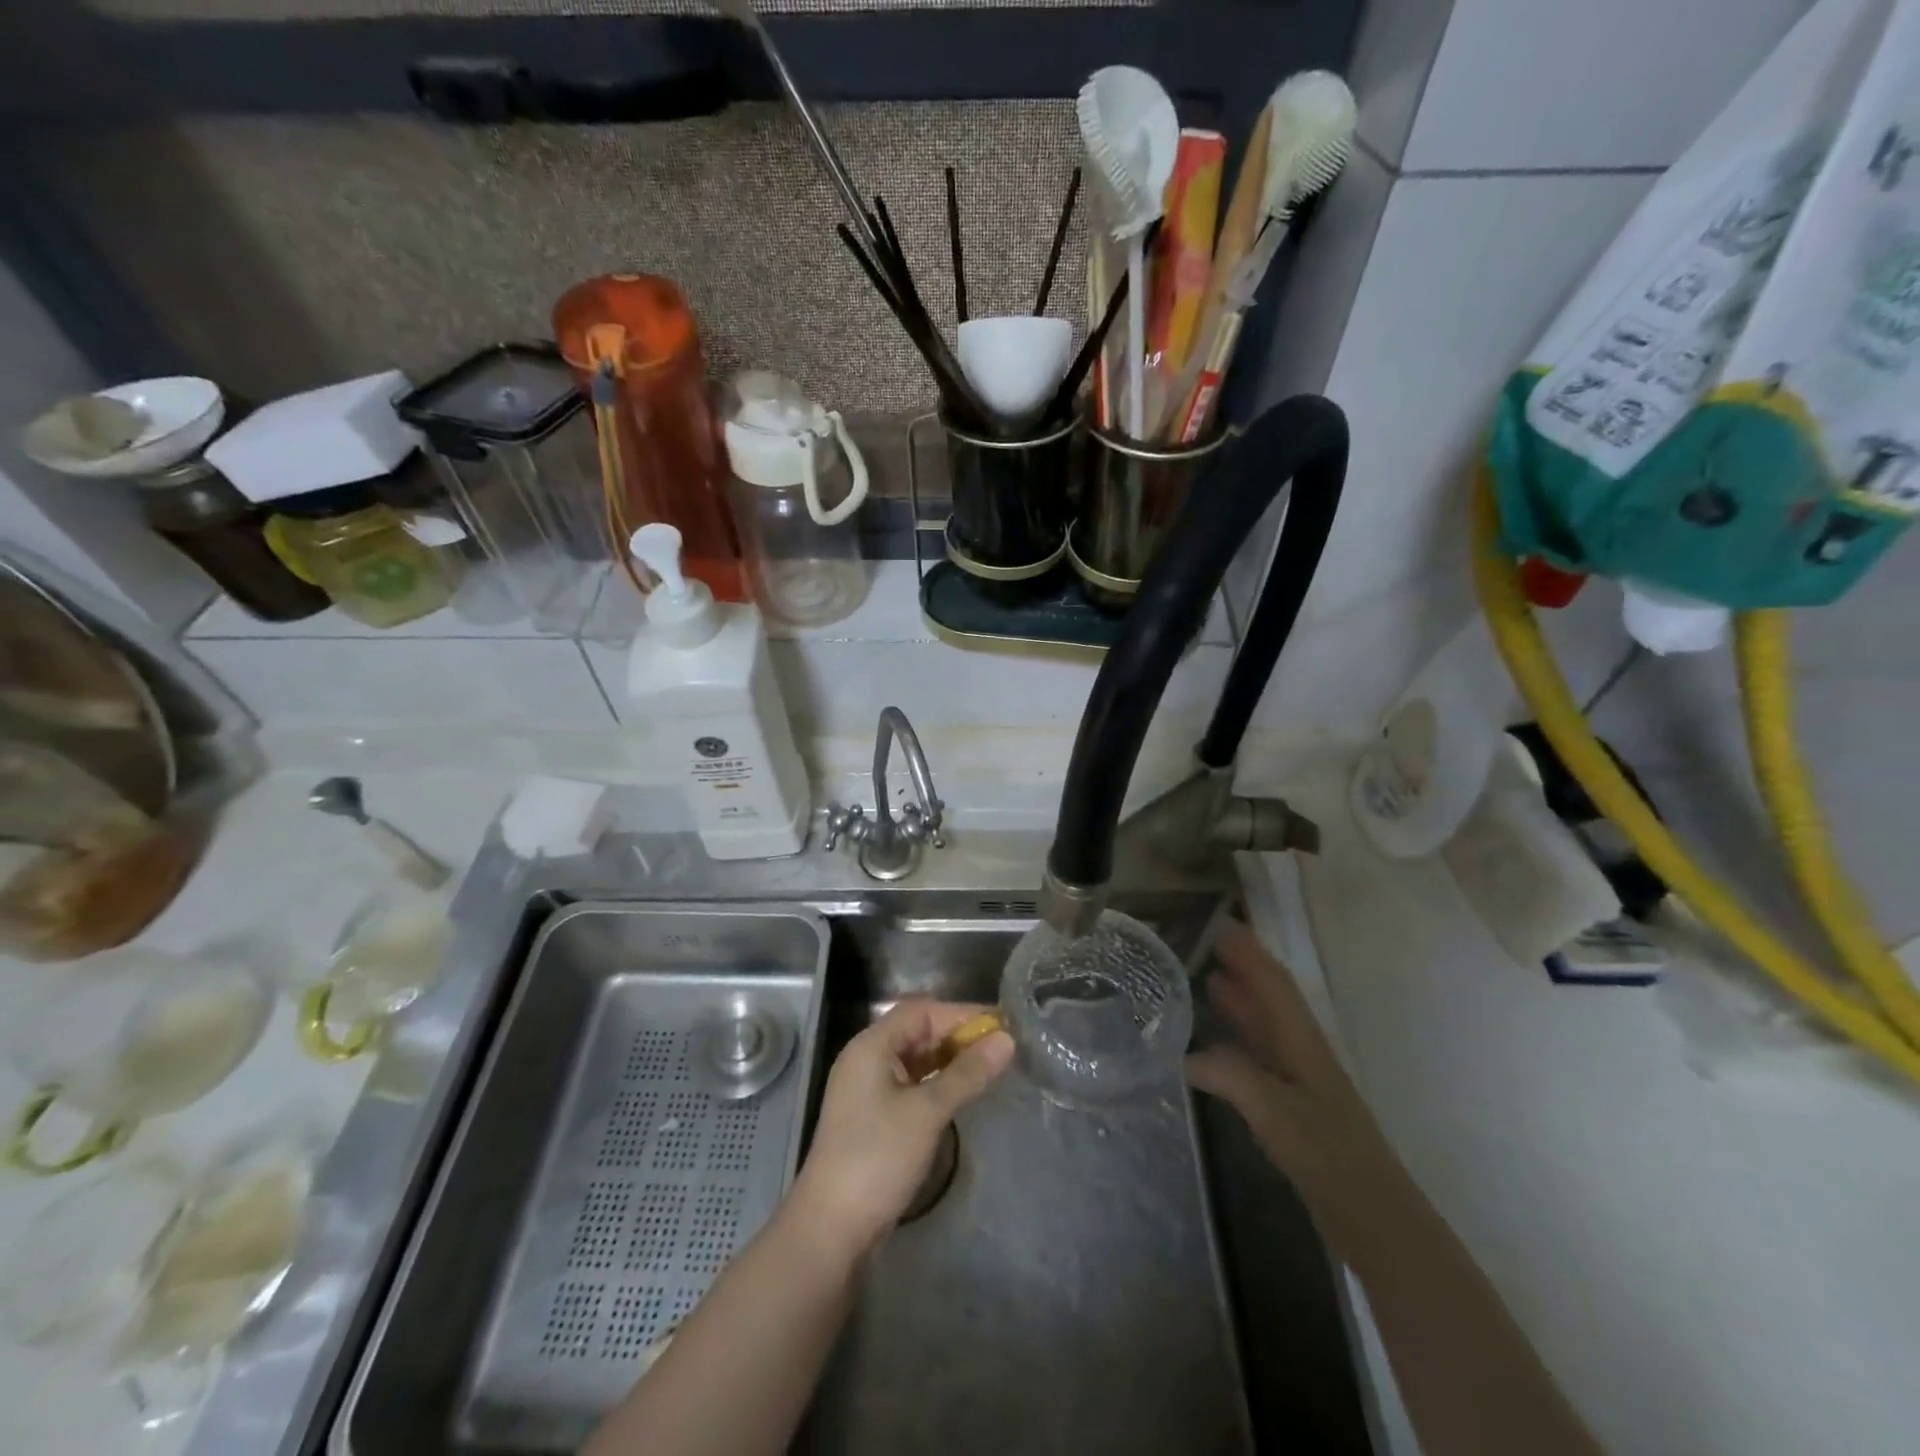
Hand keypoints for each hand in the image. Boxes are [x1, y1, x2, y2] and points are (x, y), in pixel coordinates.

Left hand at [789, 1000, 1012, 1258]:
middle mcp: (866, 1059)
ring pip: (915, 1059)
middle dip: (957, 1036)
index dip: (961, 1013)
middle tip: (1001, 1047)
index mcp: (871, 1045)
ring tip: (989, 1068)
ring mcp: (867, 1089)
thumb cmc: (878, 1157)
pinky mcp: (872, 1117)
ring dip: (949, 1061)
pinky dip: (936, 1083)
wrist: (831, 1229)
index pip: (921, 1011)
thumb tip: (1006, 1040)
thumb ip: (967, 1073)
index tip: (1001, 1023)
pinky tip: (962, 1094)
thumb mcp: (928, 1111)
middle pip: (917, 1031)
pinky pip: (910, 1085)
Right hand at [1186, 921, 1405, 1246]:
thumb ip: (1233, 1077)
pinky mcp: (1293, 1107)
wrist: (1374, 1216)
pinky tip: (1216, 1045)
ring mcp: (1298, 1081)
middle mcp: (1301, 1052)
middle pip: (1271, 999)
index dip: (1249, 953)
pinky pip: (1259, 1055)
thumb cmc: (1330, 1156)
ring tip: (1208, 978)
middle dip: (1244, 968)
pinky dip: (1238, 1037)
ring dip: (1241, 999)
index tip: (1223, 924)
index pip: (1273, 985)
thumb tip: (1186, 1056)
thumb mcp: (1277, 1113)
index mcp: (1302, 1043)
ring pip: (1266, 1026)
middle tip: (1208, 944)